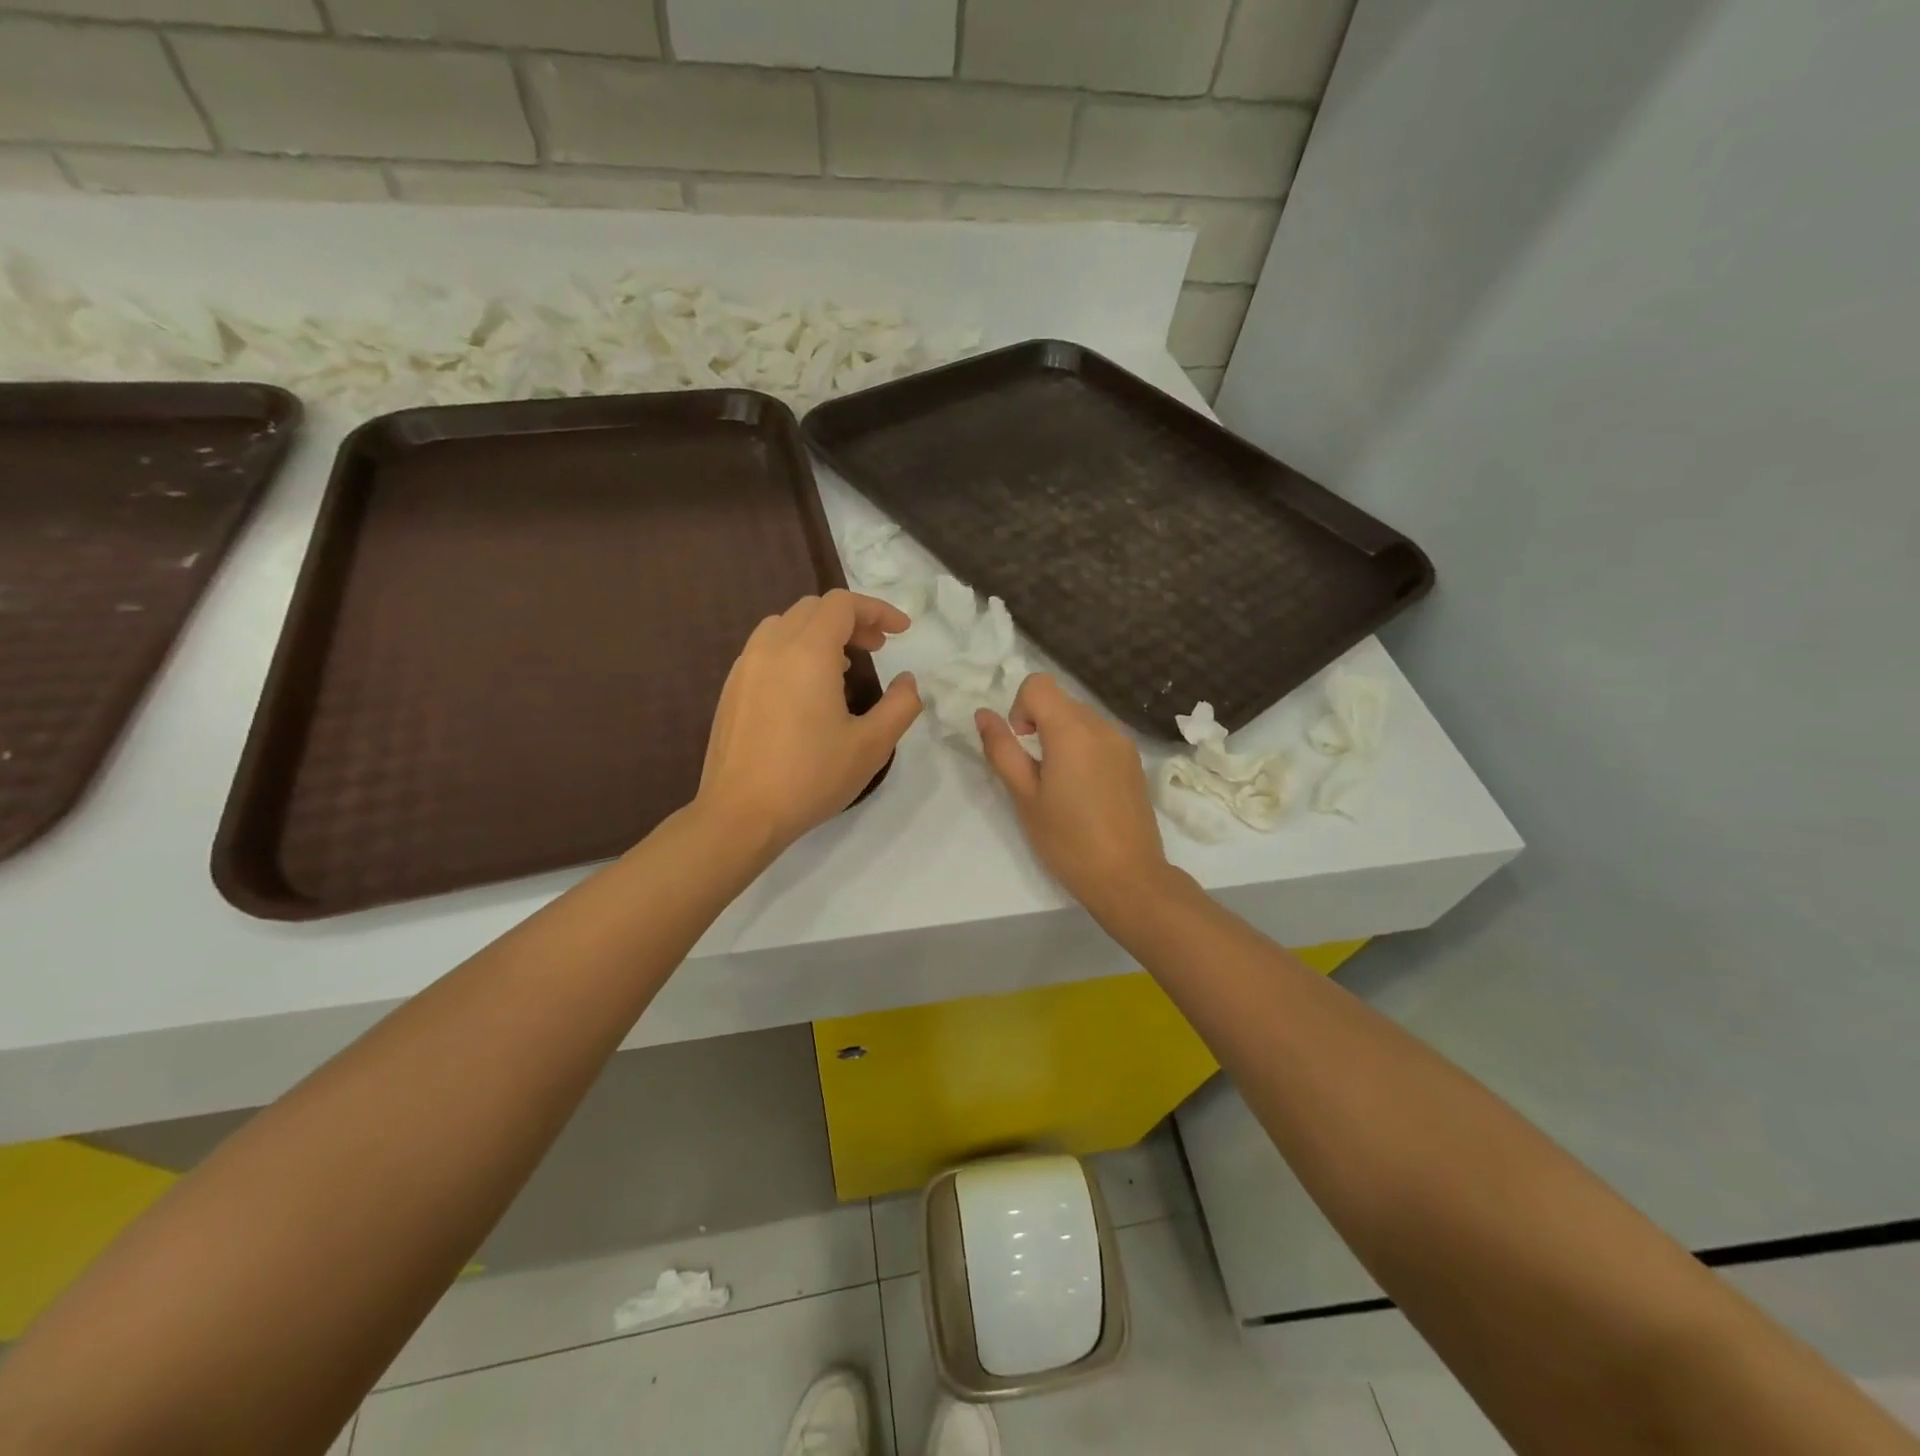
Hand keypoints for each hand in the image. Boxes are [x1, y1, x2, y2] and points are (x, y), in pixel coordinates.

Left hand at [697, 590, 920, 854]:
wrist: (741, 814)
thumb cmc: (810, 778)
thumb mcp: (871, 745)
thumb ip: (900, 705)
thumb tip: (907, 681)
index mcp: (807, 653)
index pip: (842, 605)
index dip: (877, 610)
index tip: (901, 632)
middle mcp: (771, 647)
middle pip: (814, 608)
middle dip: (851, 619)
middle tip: (877, 648)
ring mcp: (745, 666)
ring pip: (786, 624)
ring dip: (820, 632)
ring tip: (844, 664)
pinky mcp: (731, 688)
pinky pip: (766, 648)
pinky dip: (794, 649)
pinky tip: (806, 688)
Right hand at [975, 674, 1173, 913]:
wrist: (1128, 877)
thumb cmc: (1068, 840)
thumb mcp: (1024, 797)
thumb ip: (1002, 750)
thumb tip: (984, 715)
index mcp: (1072, 730)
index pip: (1038, 684)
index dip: (1019, 708)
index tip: (1021, 745)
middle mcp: (1102, 726)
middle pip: (1059, 700)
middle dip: (1038, 724)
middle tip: (1035, 773)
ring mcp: (1123, 743)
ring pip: (1079, 718)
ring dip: (1060, 738)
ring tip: (1059, 786)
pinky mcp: (1133, 761)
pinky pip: (1099, 737)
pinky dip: (1082, 750)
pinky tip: (1083, 792)